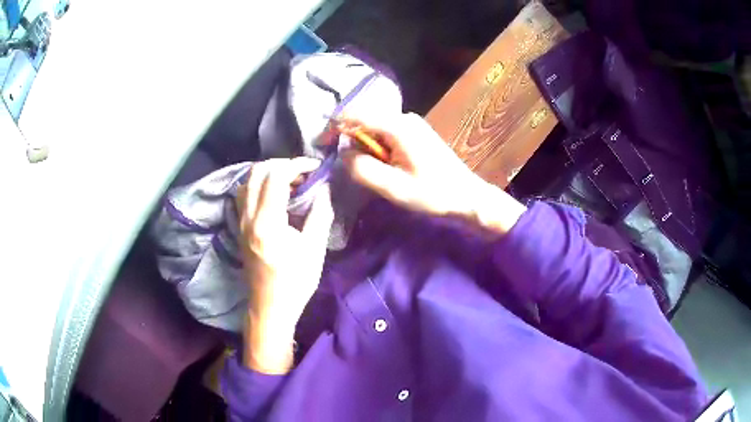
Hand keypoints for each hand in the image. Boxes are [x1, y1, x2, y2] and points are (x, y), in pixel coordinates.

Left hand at [236, 158, 333, 373]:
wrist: (270, 306)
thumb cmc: (295, 282)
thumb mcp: (314, 250)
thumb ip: (320, 214)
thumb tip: (325, 188)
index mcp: (267, 223)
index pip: (276, 176)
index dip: (297, 165)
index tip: (315, 168)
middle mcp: (248, 217)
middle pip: (257, 172)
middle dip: (282, 165)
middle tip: (303, 174)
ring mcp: (240, 222)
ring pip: (246, 181)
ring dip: (268, 173)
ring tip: (289, 182)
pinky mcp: (239, 227)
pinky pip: (243, 194)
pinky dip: (258, 185)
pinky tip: (274, 195)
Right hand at [341, 113, 525, 233]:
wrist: (467, 196)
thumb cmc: (434, 194)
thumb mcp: (395, 188)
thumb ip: (363, 170)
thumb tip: (342, 154)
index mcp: (398, 126)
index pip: (354, 115)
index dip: (333, 128)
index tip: (320, 145)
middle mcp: (403, 118)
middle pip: (363, 120)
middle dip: (349, 140)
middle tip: (348, 168)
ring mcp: (409, 123)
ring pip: (373, 128)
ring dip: (363, 147)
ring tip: (368, 171)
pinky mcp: (413, 132)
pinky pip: (384, 133)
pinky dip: (375, 148)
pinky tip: (382, 166)